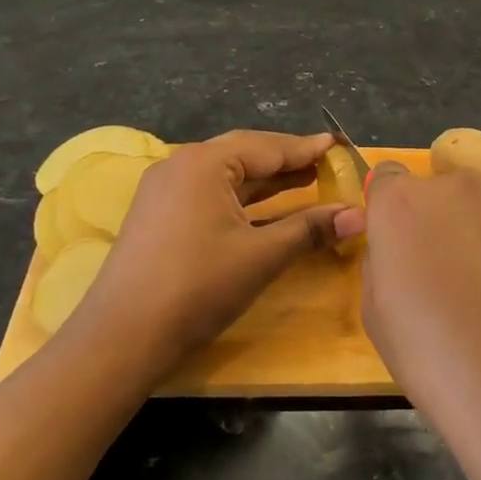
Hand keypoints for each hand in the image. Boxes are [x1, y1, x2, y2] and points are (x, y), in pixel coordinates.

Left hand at [76, 130, 361, 361]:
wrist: (123, 335)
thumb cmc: (198, 286)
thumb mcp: (261, 256)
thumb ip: (309, 229)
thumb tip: (357, 215)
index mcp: (204, 162)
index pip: (267, 146)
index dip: (306, 149)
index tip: (337, 144)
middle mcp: (181, 165)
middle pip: (244, 154)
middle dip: (286, 161)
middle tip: (325, 163)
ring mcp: (165, 190)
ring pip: (226, 175)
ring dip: (264, 180)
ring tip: (305, 180)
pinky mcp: (158, 214)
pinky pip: (209, 193)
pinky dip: (241, 198)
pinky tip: (264, 209)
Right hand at [358, 164, 480, 479]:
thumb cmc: (434, 358)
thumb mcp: (376, 314)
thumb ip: (382, 263)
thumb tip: (399, 252)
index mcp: (402, 203)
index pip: (387, 178)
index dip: (388, 210)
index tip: (396, 244)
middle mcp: (455, 187)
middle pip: (436, 189)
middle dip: (434, 220)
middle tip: (442, 272)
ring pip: (480, 205)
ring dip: (475, 229)